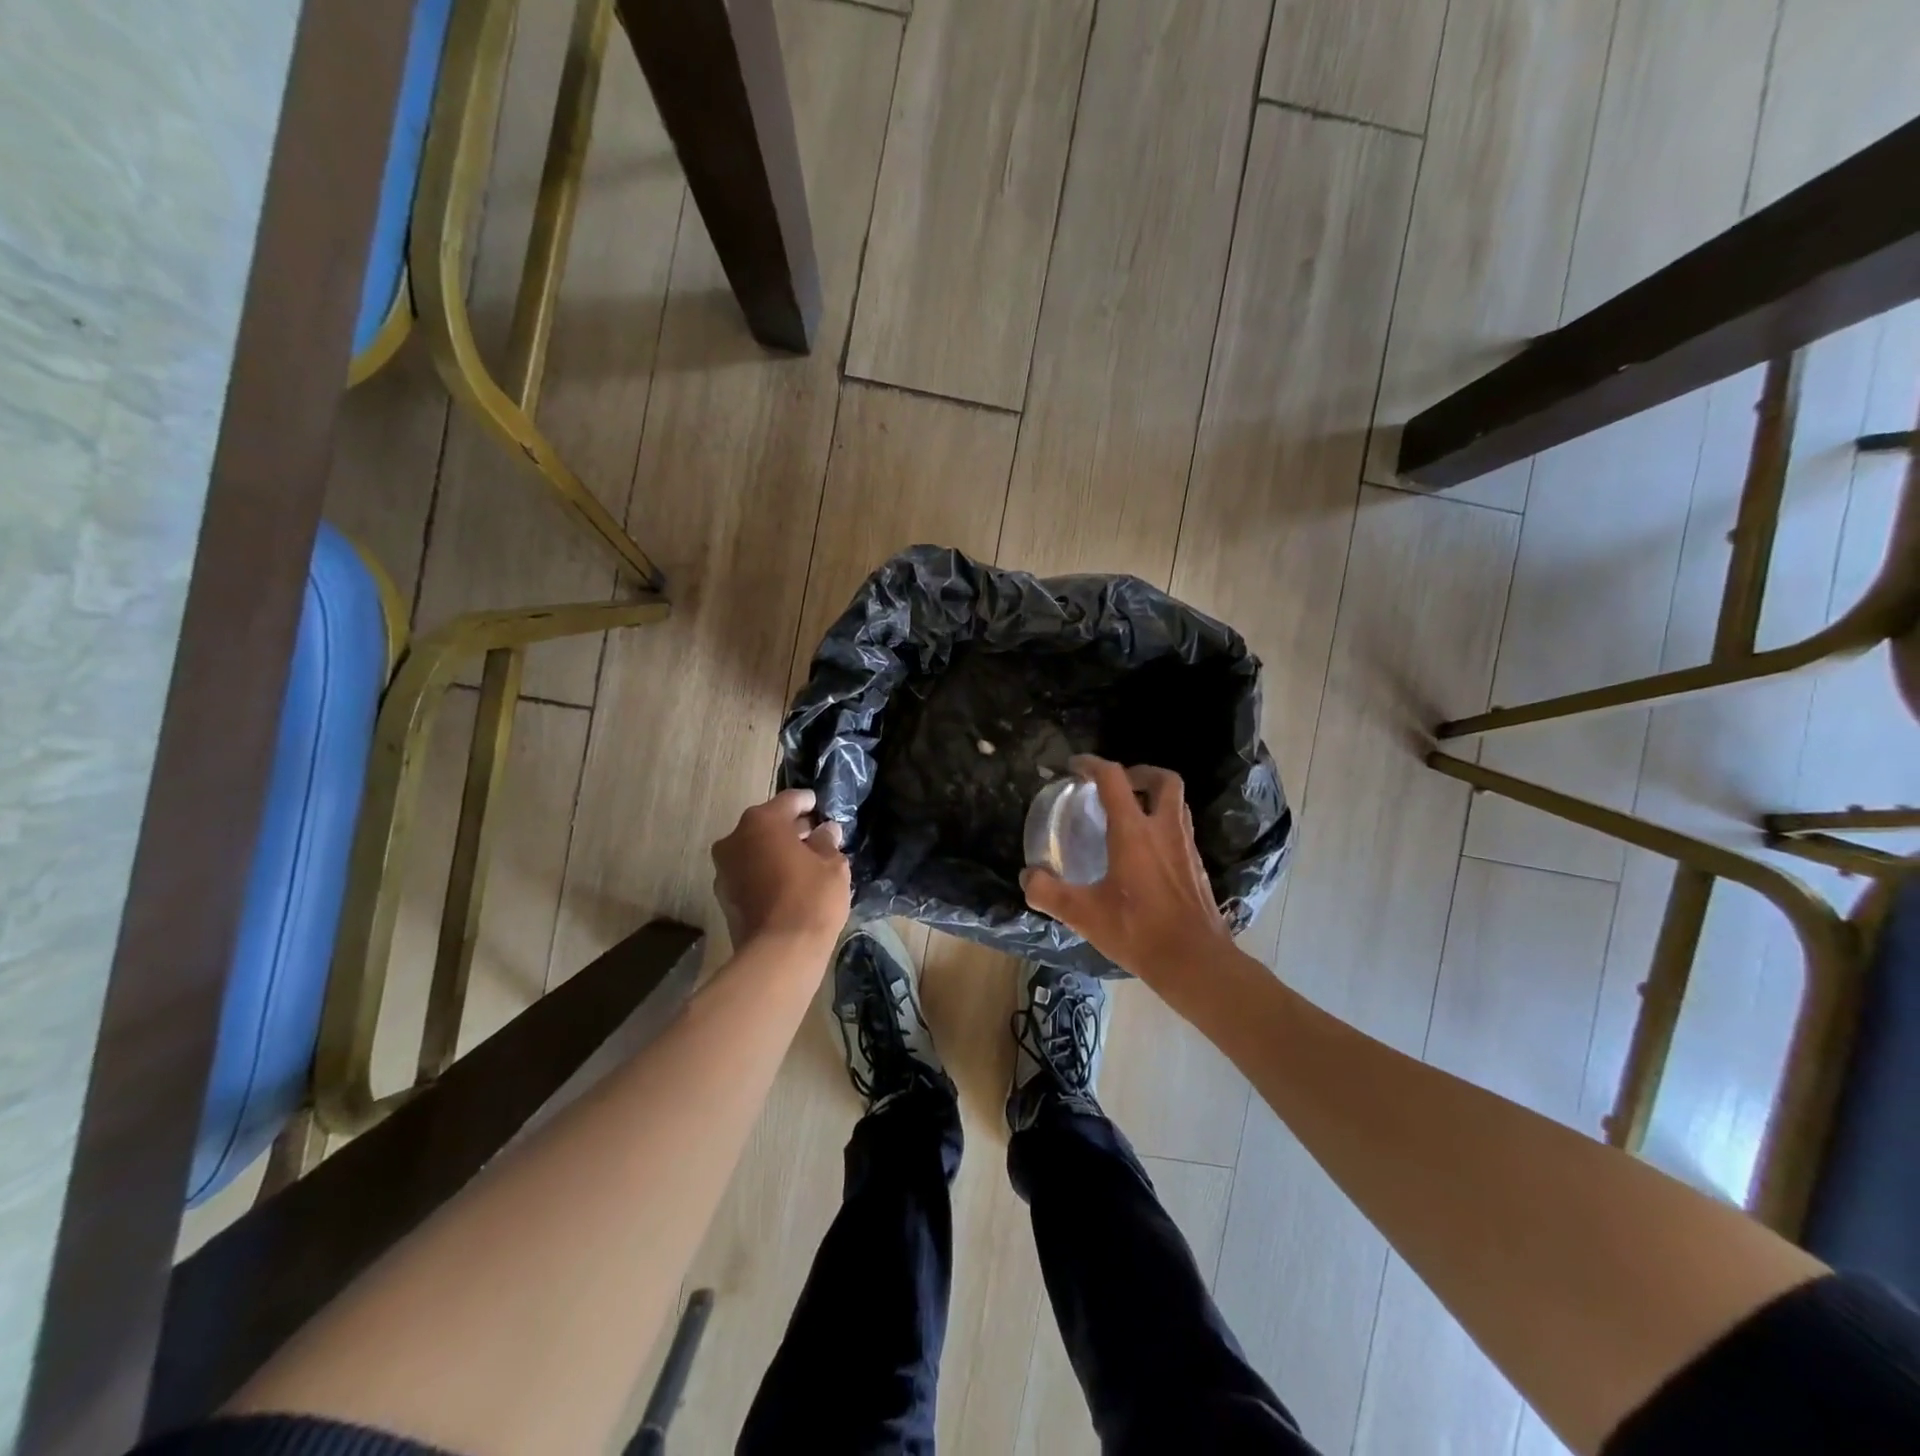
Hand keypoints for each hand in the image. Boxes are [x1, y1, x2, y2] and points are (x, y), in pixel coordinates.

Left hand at [712, 789, 849, 951]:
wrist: (779, 953)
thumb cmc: (811, 898)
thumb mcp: (833, 865)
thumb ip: (827, 842)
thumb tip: (826, 831)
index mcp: (762, 822)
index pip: (789, 800)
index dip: (808, 802)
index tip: (821, 806)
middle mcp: (735, 838)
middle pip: (767, 824)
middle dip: (791, 828)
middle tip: (816, 835)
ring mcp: (724, 868)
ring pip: (755, 849)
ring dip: (776, 851)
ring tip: (804, 861)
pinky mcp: (723, 896)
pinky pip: (749, 872)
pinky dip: (766, 871)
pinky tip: (788, 883)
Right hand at [1021, 756, 1233, 985]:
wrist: (1194, 961)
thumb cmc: (1137, 931)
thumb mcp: (1083, 914)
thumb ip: (1049, 893)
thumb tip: (1027, 877)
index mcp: (1134, 832)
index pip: (1114, 779)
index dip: (1092, 765)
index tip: (1075, 767)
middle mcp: (1164, 830)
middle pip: (1163, 780)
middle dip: (1139, 772)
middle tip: (1117, 784)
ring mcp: (1186, 847)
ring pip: (1177, 803)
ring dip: (1155, 797)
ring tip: (1131, 813)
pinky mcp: (1197, 867)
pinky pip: (1181, 829)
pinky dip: (1164, 824)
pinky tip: (1147, 851)